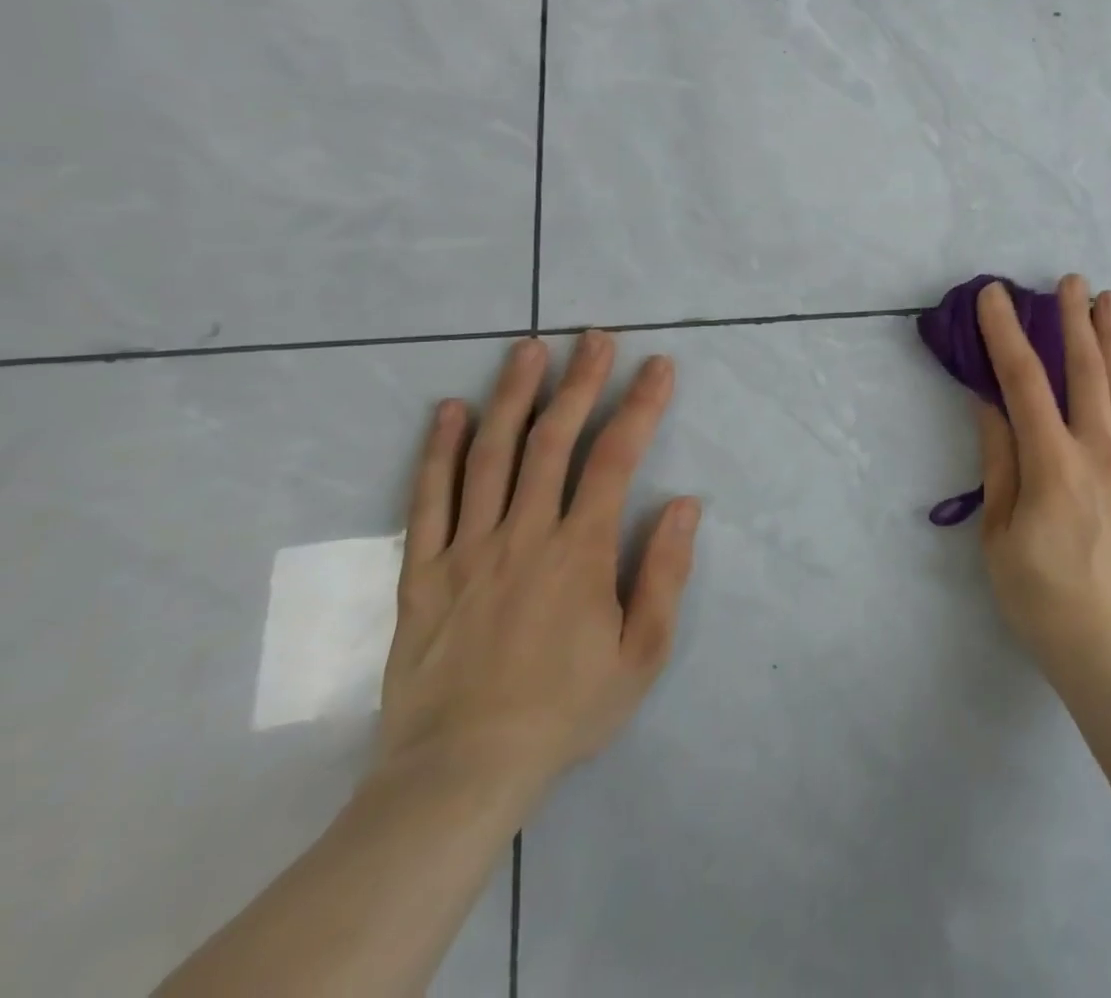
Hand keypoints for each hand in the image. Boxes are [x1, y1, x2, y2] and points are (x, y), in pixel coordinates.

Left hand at [376, 332, 700, 802]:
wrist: (459, 774)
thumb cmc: (565, 710)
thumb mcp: (642, 653)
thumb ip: (664, 574)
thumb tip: (685, 504)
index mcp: (580, 551)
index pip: (617, 459)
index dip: (641, 406)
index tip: (658, 366)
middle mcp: (524, 534)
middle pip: (553, 440)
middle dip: (580, 382)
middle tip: (595, 337)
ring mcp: (467, 549)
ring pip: (490, 456)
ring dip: (513, 396)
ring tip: (528, 349)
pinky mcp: (423, 573)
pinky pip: (429, 500)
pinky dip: (439, 451)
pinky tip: (449, 411)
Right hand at [973, 276, 1110, 685]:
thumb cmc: (1041, 596)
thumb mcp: (1000, 533)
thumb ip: (1000, 460)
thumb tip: (990, 401)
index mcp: (1054, 465)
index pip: (1024, 382)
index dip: (1006, 333)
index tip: (994, 296)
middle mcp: (1100, 451)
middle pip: (1087, 369)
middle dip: (1074, 319)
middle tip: (1068, 280)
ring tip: (1108, 297)